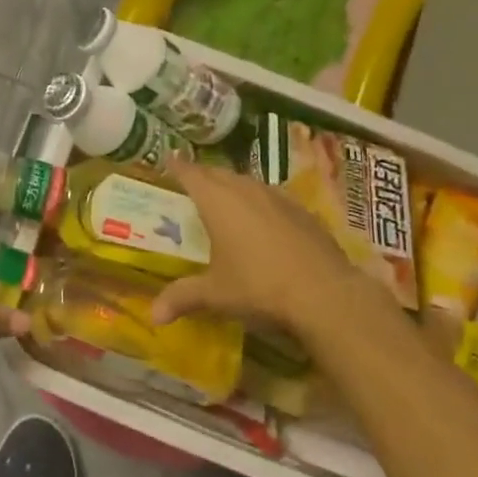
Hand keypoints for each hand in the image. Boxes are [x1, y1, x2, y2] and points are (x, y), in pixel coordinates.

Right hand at [152, 161, 397, 342]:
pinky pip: (273, 197)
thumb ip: (182, 298)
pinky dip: (260, 203)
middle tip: (192, 185)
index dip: (177, 167)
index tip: (168, 160)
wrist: (325, 293)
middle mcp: (246, 190)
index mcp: (217, 201)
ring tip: (225, 200)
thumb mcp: (215, 295)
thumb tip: (153, 316)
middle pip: (219, 173)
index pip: (190, 174)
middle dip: (203, 176)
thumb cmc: (259, 287)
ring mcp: (278, 197)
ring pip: (248, 183)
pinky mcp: (303, 211)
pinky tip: (263, 221)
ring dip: (233, 187)